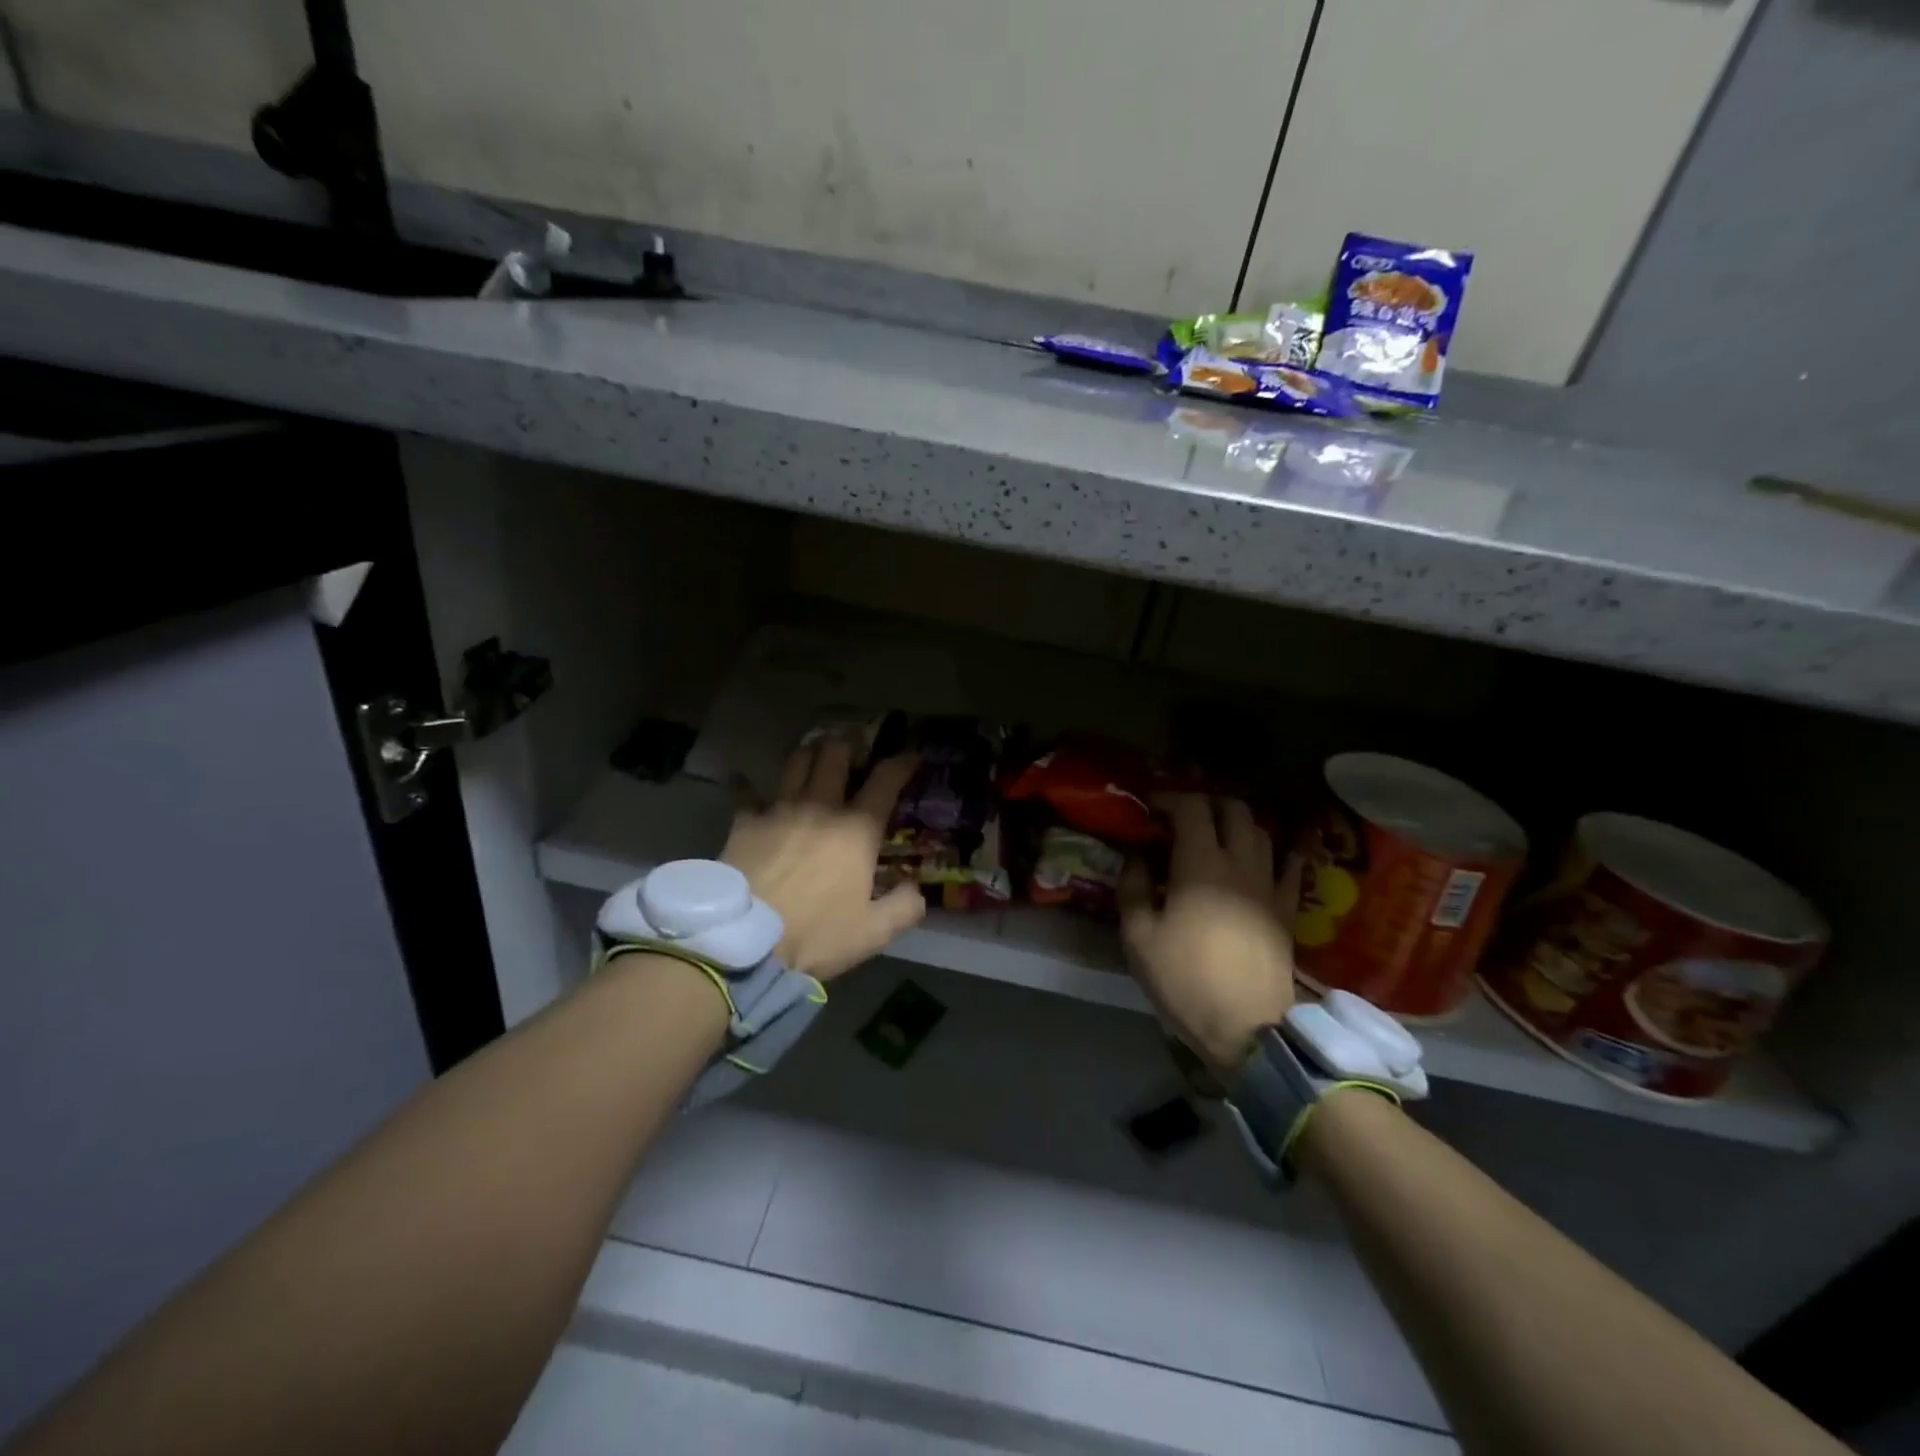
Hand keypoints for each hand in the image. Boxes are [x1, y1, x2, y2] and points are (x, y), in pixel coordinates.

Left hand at [722, 739, 923, 979]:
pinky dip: (745, 784)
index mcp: (858, 830)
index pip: (885, 781)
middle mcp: (821, 807)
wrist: (746, 940)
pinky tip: (741, 778)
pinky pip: (745, 792)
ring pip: (797, 762)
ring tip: (814, 753)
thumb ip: (903, 908)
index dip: (902, 763)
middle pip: (835, 756)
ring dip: (809, 753)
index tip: (911, 755)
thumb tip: (918, 891)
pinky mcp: (745, 821)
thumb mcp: (873, 933)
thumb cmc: (816, 934)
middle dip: (848, 745)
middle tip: (854, 749)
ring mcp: (780, 809)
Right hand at [1120, 794, 1301, 1070]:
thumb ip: (1133, 889)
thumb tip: (1136, 858)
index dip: (1169, 798)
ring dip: (1237, 824)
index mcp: (1199, 864)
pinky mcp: (1288, 909)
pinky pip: (1291, 866)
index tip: (1150, 807)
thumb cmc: (1185, 979)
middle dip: (1206, 803)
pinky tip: (1266, 857)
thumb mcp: (1138, 937)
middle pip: (1233, 809)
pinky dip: (1278, 851)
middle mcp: (1240, 863)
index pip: (1191, 807)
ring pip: (1261, 832)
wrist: (1248, 1027)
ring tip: (1216, 837)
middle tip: (1182, 818)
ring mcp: (1269, 884)